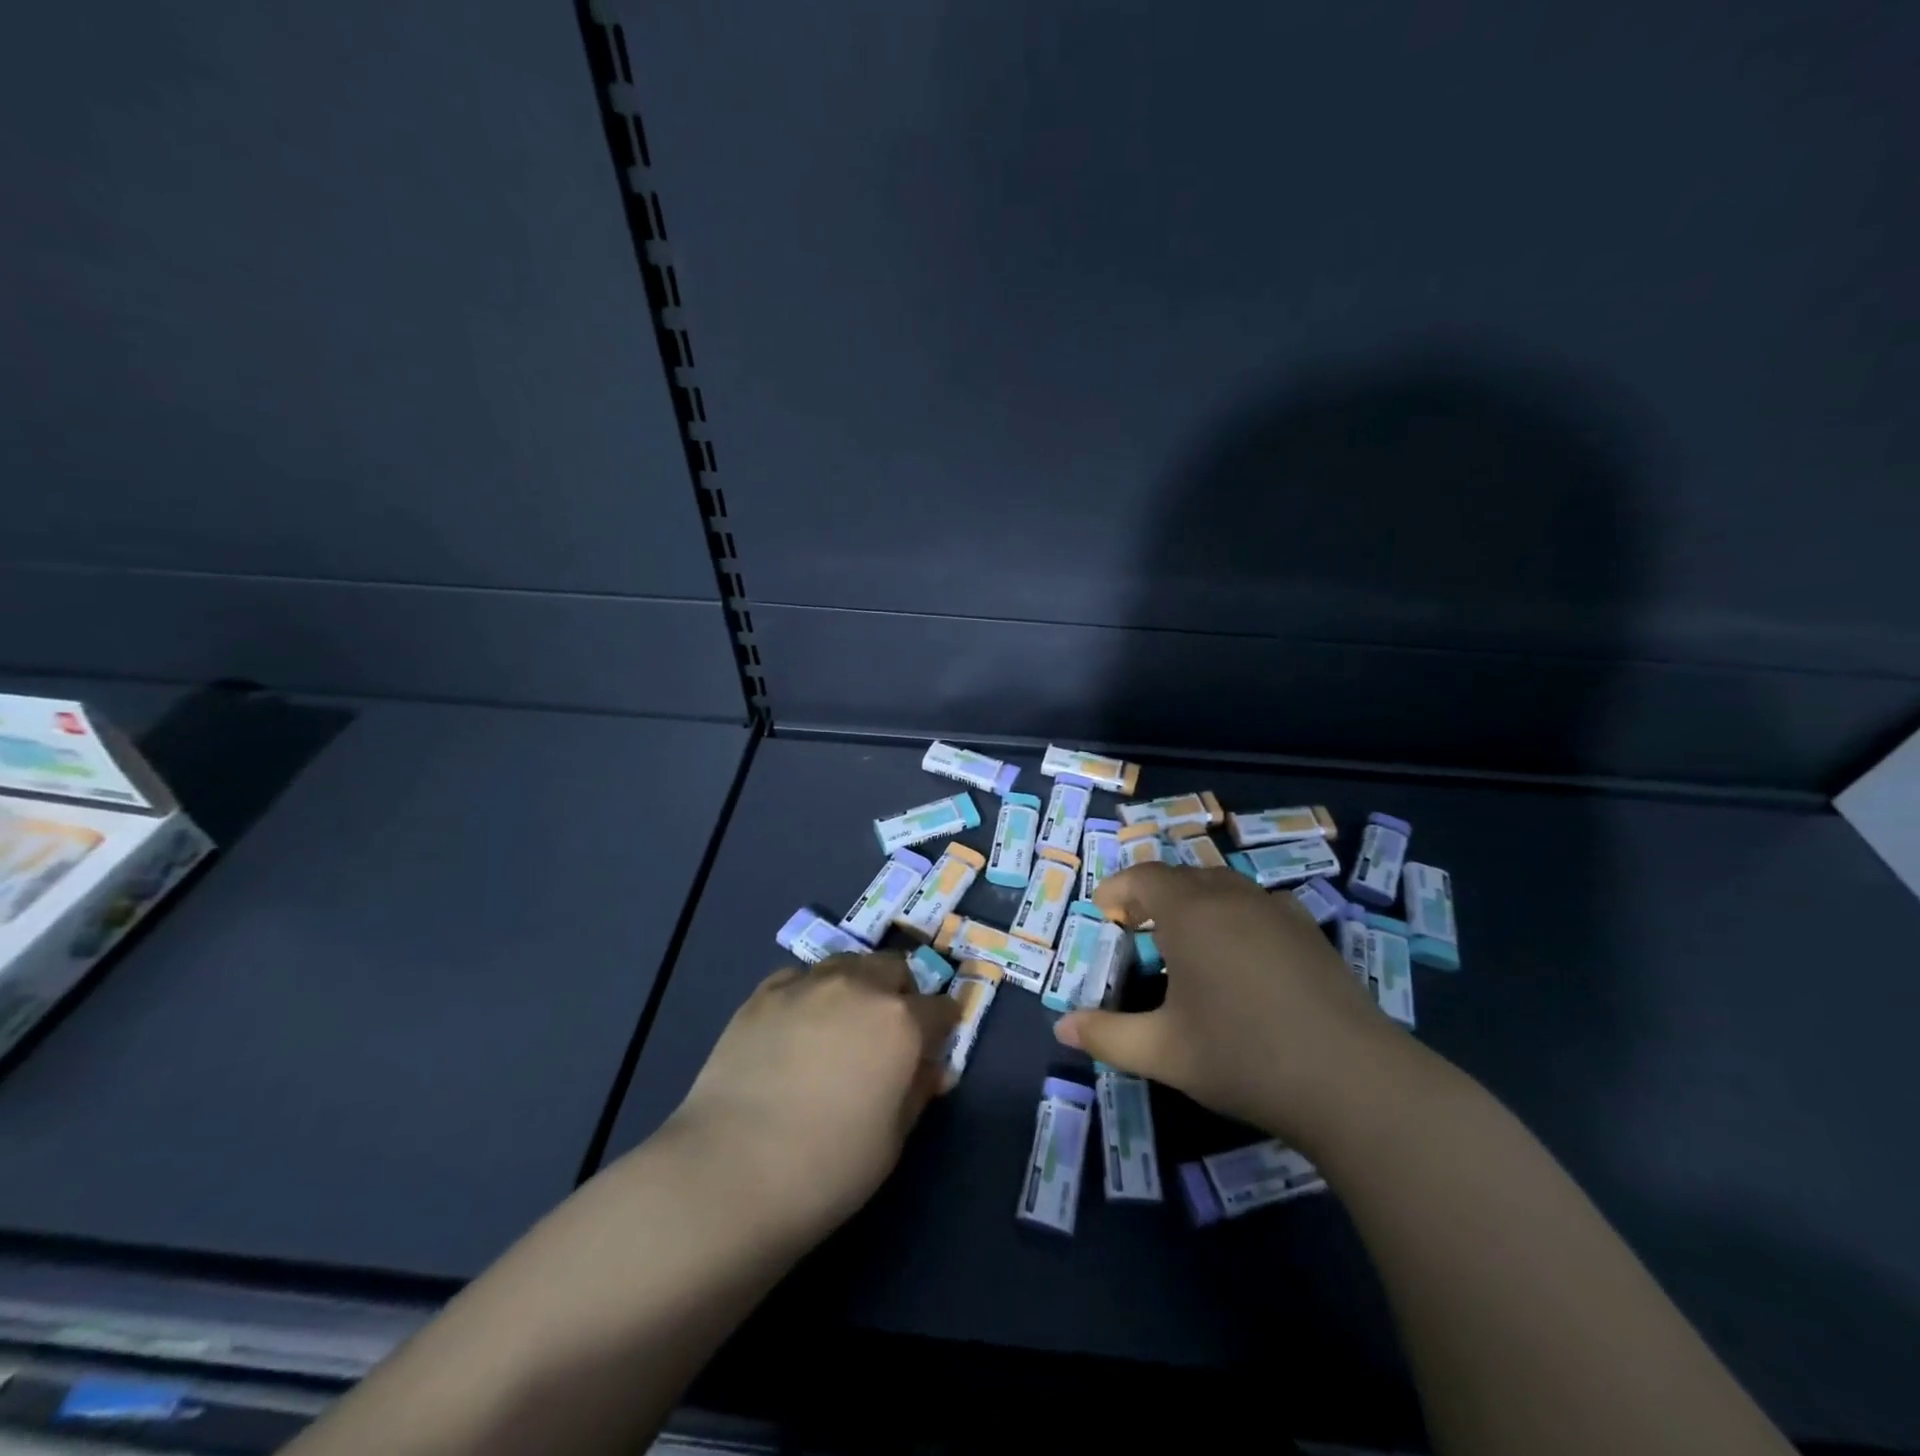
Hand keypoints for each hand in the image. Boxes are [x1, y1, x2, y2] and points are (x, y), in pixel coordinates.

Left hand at [660, 953, 958, 1245]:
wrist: (731, 1170)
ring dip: (858, 983)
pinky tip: (798, 1023)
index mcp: (901, 1022)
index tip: (937, 1041)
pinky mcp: (765, 993)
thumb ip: (917, 1091)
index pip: (940, 1007)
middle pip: (894, 968)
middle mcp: (860, 987)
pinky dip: (812, 992)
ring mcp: (809, 984)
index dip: (944, 1024)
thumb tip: (931, 1068)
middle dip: (901, 991)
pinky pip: (802, 977)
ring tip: (843, 1019)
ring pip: (848, 964)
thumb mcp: (892, 1139)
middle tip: (889, 1027)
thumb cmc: (828, 1167)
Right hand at [1054, 863, 1411, 1142]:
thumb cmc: (1243, 1056)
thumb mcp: (1163, 1052)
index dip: (1119, 888)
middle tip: (1137, 926)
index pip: (1144, 877)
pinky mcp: (1311, 934)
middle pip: (1184, 875)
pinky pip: (1260, 905)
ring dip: (1196, 901)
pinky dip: (1236, 914)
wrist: (1352, 1082)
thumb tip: (1061, 1028)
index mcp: (1191, 913)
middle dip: (1154, 894)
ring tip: (1186, 938)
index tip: (1104, 911)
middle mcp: (1232, 897)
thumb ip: (1107, 1036)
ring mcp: (1278, 911)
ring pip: (1224, 886)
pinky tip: (1242, 954)